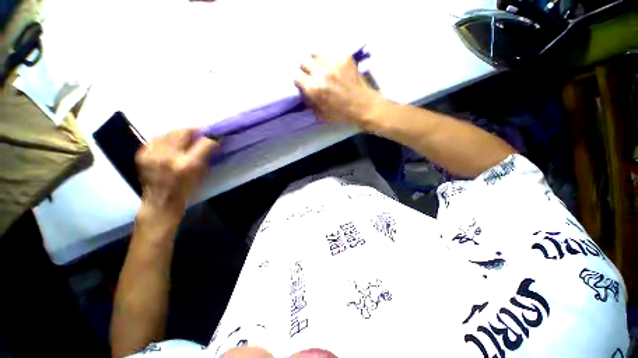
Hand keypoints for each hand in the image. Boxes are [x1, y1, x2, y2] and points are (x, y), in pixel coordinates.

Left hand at [135, 129, 217, 221]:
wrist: (160, 202)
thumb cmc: (186, 190)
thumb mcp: (201, 174)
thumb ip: (206, 156)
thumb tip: (213, 141)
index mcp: (187, 165)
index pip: (204, 143)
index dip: (211, 137)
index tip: (215, 136)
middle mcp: (168, 156)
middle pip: (183, 132)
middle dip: (194, 131)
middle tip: (200, 134)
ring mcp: (152, 154)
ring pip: (169, 133)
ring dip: (180, 134)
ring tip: (185, 139)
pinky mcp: (142, 154)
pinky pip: (157, 139)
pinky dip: (166, 140)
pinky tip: (170, 146)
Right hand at [294, 54, 381, 126]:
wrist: (363, 105)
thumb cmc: (341, 114)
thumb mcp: (320, 114)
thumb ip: (309, 101)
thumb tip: (303, 90)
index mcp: (315, 88)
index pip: (296, 76)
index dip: (299, 81)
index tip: (303, 84)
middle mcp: (321, 72)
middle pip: (303, 61)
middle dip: (306, 70)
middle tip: (312, 76)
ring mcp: (334, 62)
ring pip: (315, 54)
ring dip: (316, 63)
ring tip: (323, 70)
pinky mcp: (344, 57)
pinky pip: (329, 54)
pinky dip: (329, 61)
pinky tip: (334, 69)